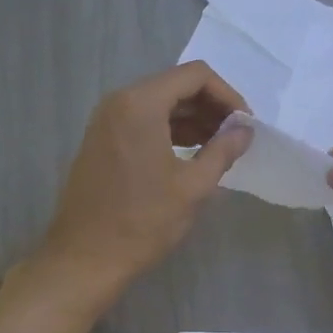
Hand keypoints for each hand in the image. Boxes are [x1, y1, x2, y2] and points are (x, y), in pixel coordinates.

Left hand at [35, 61, 252, 300]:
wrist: (86, 257)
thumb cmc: (143, 222)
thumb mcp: (193, 187)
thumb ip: (223, 151)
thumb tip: (245, 131)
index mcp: (141, 104)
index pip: (195, 75)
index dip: (227, 95)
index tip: (245, 125)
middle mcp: (119, 102)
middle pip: (175, 86)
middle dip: (210, 107)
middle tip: (236, 138)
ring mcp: (105, 122)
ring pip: (158, 105)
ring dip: (191, 121)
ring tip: (218, 150)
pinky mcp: (100, 142)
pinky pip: (141, 123)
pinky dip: (169, 132)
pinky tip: (189, 157)